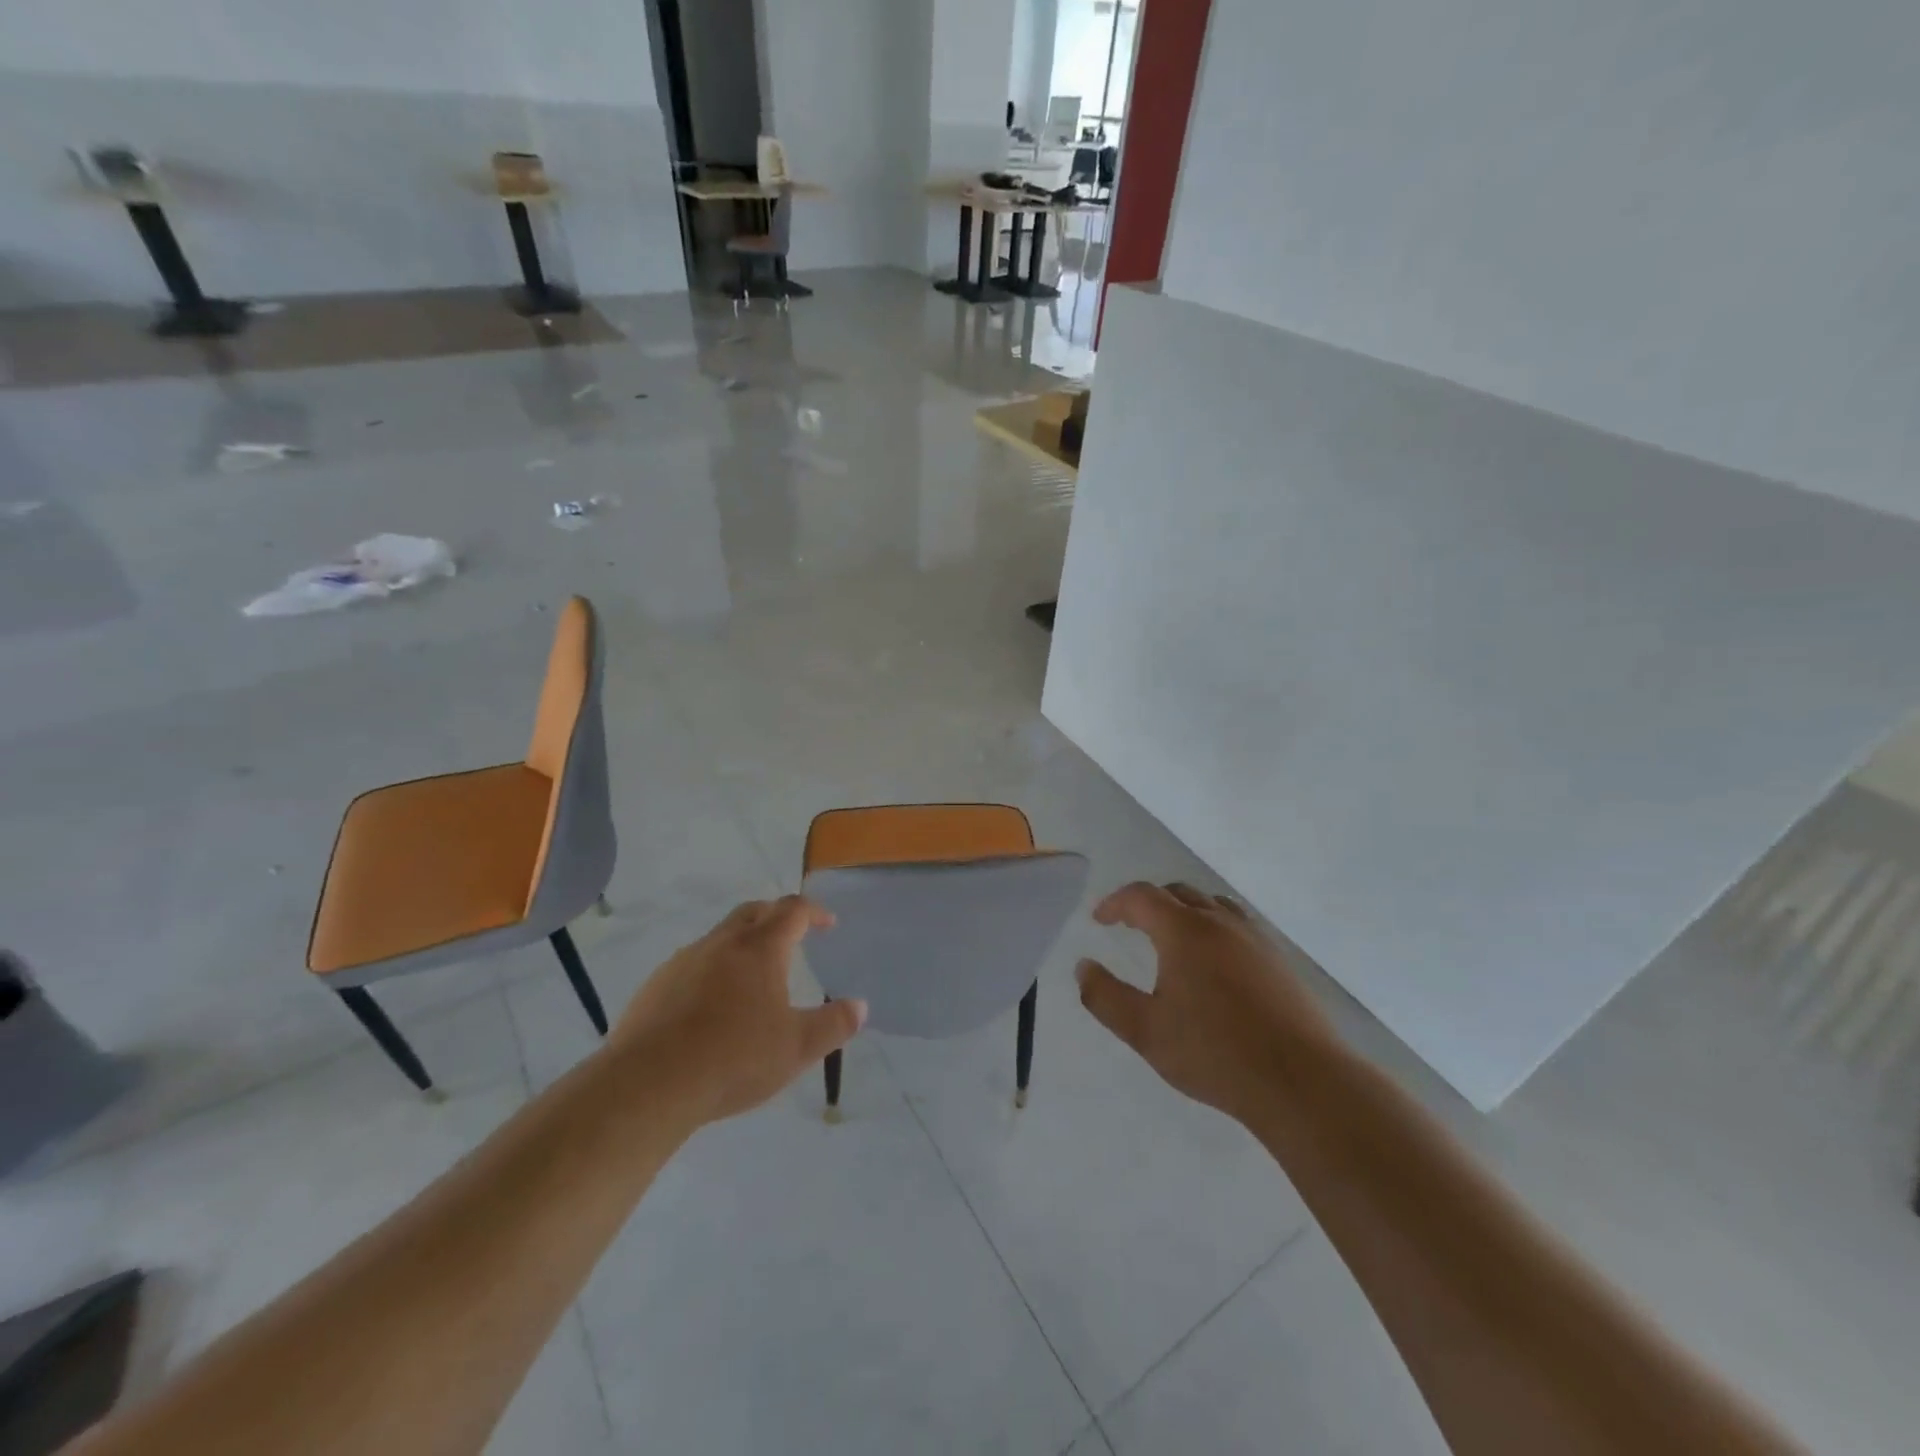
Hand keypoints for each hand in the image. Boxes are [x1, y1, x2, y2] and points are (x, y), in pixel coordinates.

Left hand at [609, 896, 865, 1126]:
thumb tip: (860, 1006)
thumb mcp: (797, 1048)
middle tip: (791, 935)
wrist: (648, 1084)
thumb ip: (833, 1025)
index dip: (814, 911)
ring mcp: (684, 961)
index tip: (828, 923)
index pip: (793, 911)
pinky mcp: (656, 986)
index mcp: (760, 948)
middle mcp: (722, 943)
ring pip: (720, 937)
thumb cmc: (734, 1059)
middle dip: (776, 916)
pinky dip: (711, 970)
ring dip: (742, 944)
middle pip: (753, 912)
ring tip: (752, 976)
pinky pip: (692, 964)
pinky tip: (711, 1006)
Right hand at [1076, 881, 1336, 1122]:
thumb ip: (1106, 997)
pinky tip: (1214, 964)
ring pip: (1212, 906)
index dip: (1115, 903)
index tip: (1099, 920)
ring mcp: (1255, 939)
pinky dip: (1213, 928)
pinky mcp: (1279, 961)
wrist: (1301, 1081)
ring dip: (1184, 911)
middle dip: (1148, 903)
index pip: (1142, 896)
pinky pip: (1238, 926)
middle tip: (1129, 925)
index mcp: (1184, 930)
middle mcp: (1220, 923)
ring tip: (1171, 939)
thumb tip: (1083, 967)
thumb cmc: (1215, 1053)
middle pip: (1178, 893)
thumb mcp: (1145, 1031)